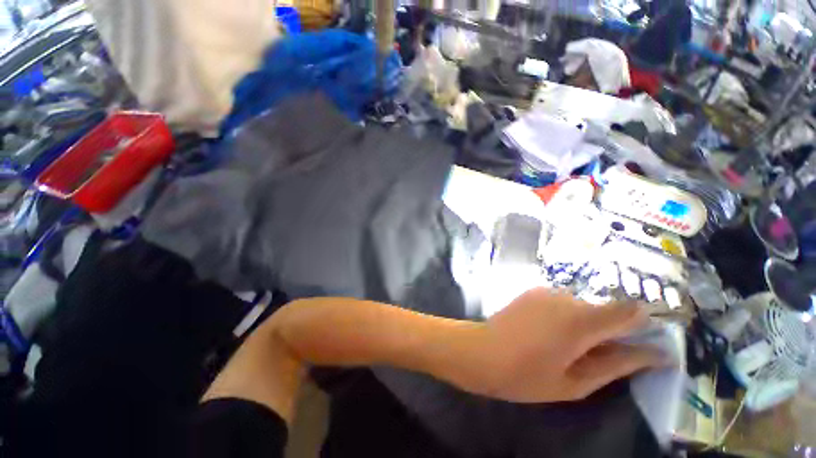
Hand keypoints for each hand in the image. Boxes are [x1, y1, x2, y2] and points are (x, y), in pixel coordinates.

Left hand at [457, 288, 664, 402]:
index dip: (643, 326)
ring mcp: (545, 290)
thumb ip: (617, 364)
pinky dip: (565, 316)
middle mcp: (565, 296)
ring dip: (585, 324)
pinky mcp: (532, 291)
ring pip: (582, 306)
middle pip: (605, 309)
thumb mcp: (576, 383)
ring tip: (565, 346)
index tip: (641, 345)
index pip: (630, 310)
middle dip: (610, 330)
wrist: (481, 351)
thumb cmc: (525, 375)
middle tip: (593, 356)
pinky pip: (561, 302)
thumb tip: (655, 354)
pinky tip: (547, 333)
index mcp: (581, 320)